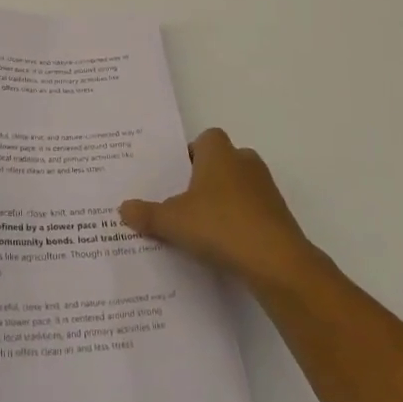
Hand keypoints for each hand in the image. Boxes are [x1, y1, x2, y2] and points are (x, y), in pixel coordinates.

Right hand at [119, 128, 317, 291]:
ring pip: (239, 186)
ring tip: (201, 228)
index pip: (206, 138)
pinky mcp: (279, 216)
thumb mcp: (173, 221)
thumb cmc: (220, 226)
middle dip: (205, 179)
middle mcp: (245, 162)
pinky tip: (224, 246)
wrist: (276, 262)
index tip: (176, 177)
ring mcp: (266, 189)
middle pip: (222, 162)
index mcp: (219, 153)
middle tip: (183, 202)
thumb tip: (123, 208)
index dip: (190, 153)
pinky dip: (240, 223)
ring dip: (224, 201)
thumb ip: (147, 214)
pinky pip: (252, 211)